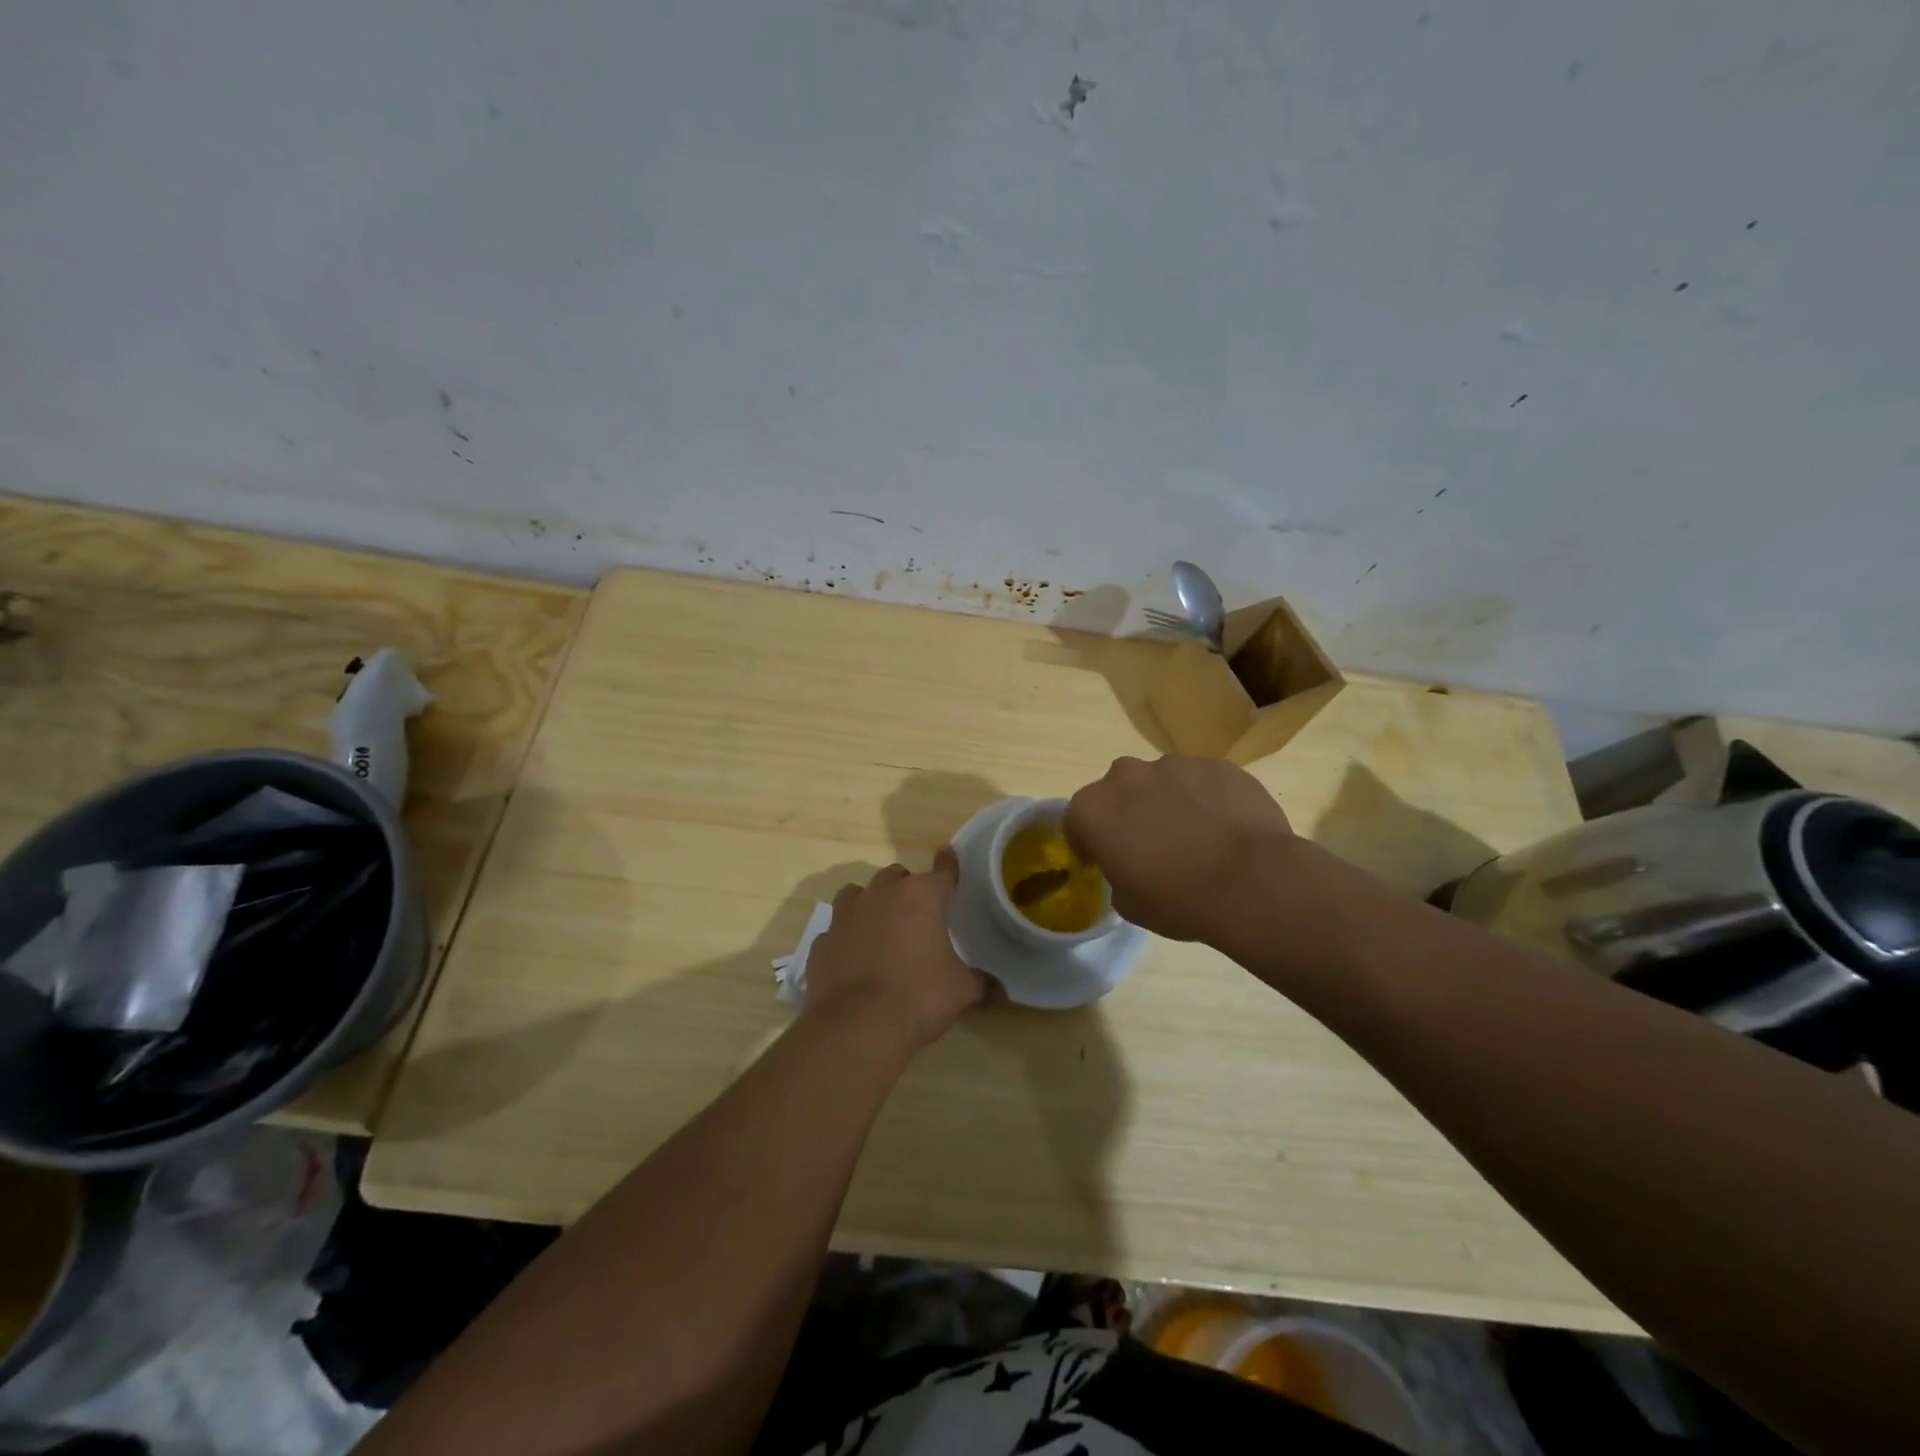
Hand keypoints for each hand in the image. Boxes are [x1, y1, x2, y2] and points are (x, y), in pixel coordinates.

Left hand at [803, 851, 988, 1051]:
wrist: (857, 1024)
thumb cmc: (919, 996)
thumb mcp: (960, 991)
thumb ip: (981, 984)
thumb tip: (1001, 992)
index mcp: (921, 896)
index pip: (942, 871)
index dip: (948, 864)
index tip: (947, 853)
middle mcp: (882, 894)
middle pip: (897, 877)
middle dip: (907, 889)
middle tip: (917, 913)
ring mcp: (846, 915)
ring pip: (859, 893)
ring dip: (871, 903)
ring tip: (880, 926)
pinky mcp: (822, 941)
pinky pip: (837, 929)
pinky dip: (846, 937)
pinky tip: (853, 957)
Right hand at [1065, 755, 1295, 944]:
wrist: (1252, 881)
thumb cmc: (1178, 899)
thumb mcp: (1129, 904)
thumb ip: (1117, 875)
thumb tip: (1130, 866)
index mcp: (1095, 808)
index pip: (1075, 818)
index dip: (1087, 840)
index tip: (1103, 859)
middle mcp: (1129, 775)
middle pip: (1119, 790)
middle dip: (1128, 811)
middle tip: (1150, 845)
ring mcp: (1177, 765)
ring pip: (1163, 782)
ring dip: (1169, 802)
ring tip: (1196, 837)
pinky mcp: (1219, 766)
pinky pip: (1204, 782)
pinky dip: (1207, 799)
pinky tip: (1227, 829)